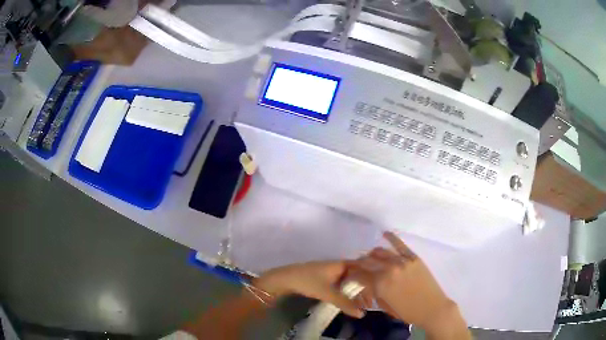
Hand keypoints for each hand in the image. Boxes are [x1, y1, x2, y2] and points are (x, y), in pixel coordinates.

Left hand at [253, 261, 364, 317]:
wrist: (284, 279)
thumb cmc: (308, 282)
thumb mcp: (328, 293)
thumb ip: (345, 303)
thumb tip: (362, 314)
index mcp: (341, 264)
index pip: (363, 269)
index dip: (371, 280)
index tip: (378, 292)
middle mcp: (338, 265)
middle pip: (357, 276)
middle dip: (364, 289)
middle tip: (369, 303)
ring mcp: (331, 271)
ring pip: (348, 281)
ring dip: (355, 292)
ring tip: (360, 305)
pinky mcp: (324, 277)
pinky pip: (340, 283)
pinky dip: (346, 292)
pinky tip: (348, 301)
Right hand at [351, 232, 468, 337]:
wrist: (433, 308)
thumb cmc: (408, 312)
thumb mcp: (385, 306)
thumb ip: (374, 293)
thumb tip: (367, 284)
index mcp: (380, 284)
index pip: (359, 275)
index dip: (351, 276)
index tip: (349, 277)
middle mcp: (389, 270)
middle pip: (367, 261)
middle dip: (358, 264)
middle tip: (357, 267)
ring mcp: (402, 262)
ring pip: (381, 252)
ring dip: (372, 254)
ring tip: (370, 257)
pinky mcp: (414, 258)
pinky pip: (400, 245)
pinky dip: (392, 238)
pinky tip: (385, 233)